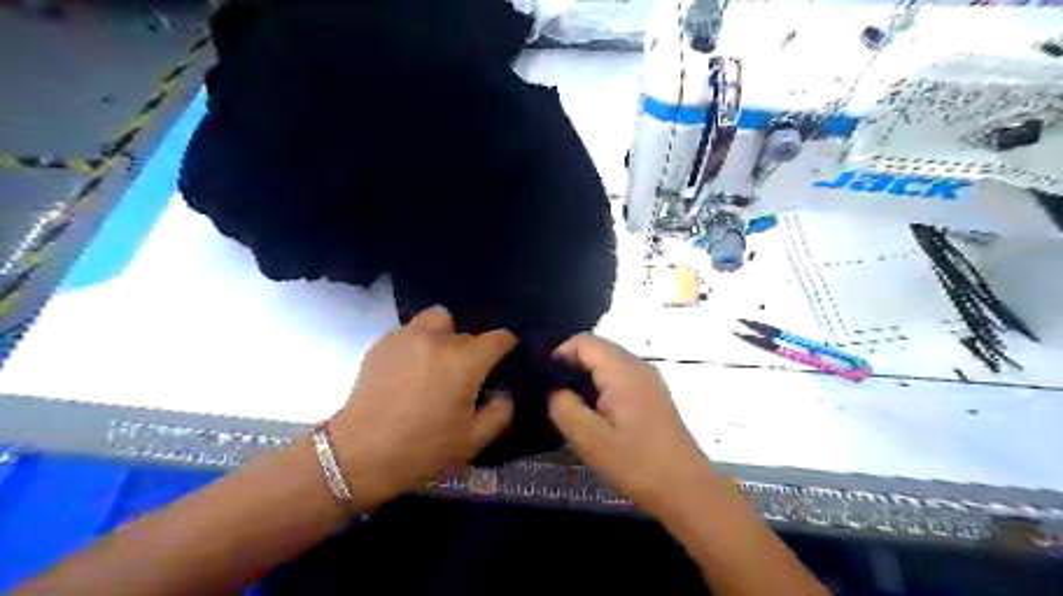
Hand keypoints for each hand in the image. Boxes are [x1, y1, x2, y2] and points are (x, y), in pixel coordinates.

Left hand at [330, 308, 517, 506]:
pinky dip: (418, 343)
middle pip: (467, 333)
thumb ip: (500, 413)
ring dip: (444, 335)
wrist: (359, 454)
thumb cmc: (422, 449)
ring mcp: (407, 337)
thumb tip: (503, 393)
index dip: (507, 345)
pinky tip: (410, 369)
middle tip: (464, 375)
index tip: (506, 356)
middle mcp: (438, 340)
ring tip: (436, 360)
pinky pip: (411, 331)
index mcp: (464, 362)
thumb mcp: (473, 441)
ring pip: (437, 319)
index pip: (498, 338)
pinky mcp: (383, 343)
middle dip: (472, 351)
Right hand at [548, 333, 712, 514]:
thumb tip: (554, 390)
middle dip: (572, 367)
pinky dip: (602, 388)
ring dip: (586, 379)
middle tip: (555, 398)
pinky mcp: (653, 395)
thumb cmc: (637, 463)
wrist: (686, 490)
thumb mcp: (590, 440)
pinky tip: (597, 416)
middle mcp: (638, 366)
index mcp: (623, 370)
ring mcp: (649, 380)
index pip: (583, 341)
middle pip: (597, 350)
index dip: (559, 355)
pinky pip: (620, 378)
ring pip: (608, 364)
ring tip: (572, 409)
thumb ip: (565, 408)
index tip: (545, 382)